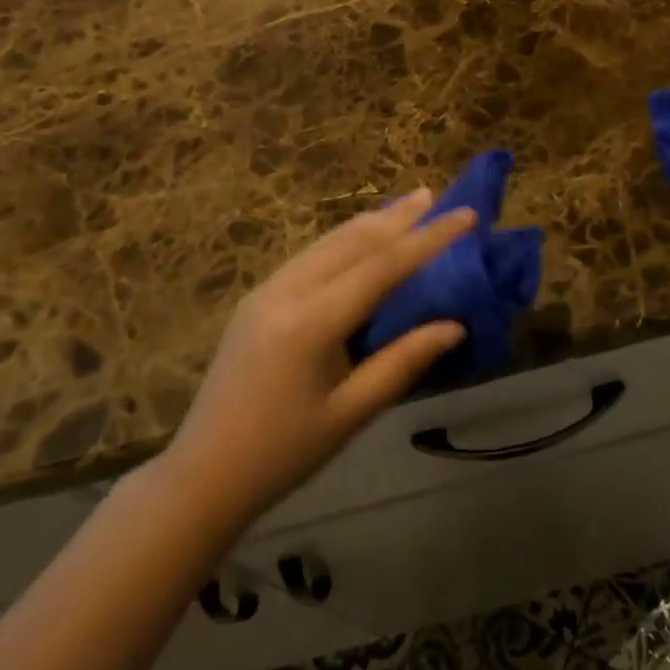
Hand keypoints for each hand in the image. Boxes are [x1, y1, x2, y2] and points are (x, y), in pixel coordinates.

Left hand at [160, 190, 476, 523]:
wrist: (203, 474)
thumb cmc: (284, 452)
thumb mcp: (351, 413)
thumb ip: (403, 362)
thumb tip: (455, 326)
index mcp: (312, 322)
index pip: (382, 265)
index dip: (428, 238)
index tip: (466, 215)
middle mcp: (287, 291)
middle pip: (352, 241)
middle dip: (397, 216)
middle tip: (435, 195)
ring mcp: (267, 291)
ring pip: (328, 243)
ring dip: (370, 222)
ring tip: (406, 206)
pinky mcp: (257, 299)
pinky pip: (310, 256)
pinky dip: (344, 241)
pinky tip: (360, 239)